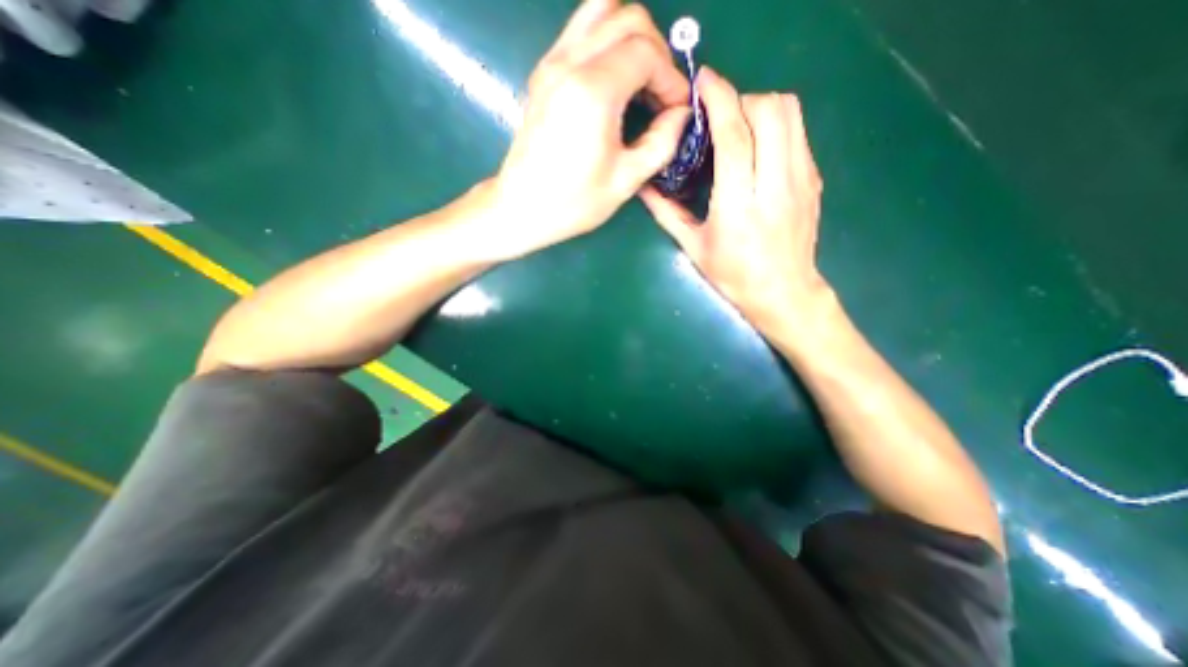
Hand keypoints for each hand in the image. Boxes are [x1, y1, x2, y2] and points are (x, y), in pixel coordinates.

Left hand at [490, 1, 696, 260]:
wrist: (522, 207)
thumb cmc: (573, 202)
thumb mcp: (626, 181)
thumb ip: (661, 142)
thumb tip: (680, 115)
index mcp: (593, 91)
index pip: (646, 52)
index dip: (671, 78)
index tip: (676, 109)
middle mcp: (570, 63)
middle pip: (627, 18)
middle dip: (657, 51)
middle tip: (661, 94)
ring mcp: (552, 63)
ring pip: (601, 11)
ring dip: (631, 38)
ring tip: (640, 81)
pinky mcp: (543, 72)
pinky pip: (580, 32)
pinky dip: (606, 43)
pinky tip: (613, 82)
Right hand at [640, 68, 833, 335]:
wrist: (785, 292)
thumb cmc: (734, 276)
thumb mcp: (694, 248)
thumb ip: (667, 213)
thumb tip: (643, 187)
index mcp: (739, 207)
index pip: (735, 137)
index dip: (719, 100)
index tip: (703, 81)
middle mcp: (775, 187)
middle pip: (770, 111)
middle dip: (741, 99)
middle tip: (718, 117)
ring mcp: (802, 180)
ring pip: (791, 113)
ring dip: (761, 106)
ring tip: (739, 127)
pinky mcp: (814, 179)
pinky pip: (798, 131)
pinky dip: (776, 124)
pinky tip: (758, 147)